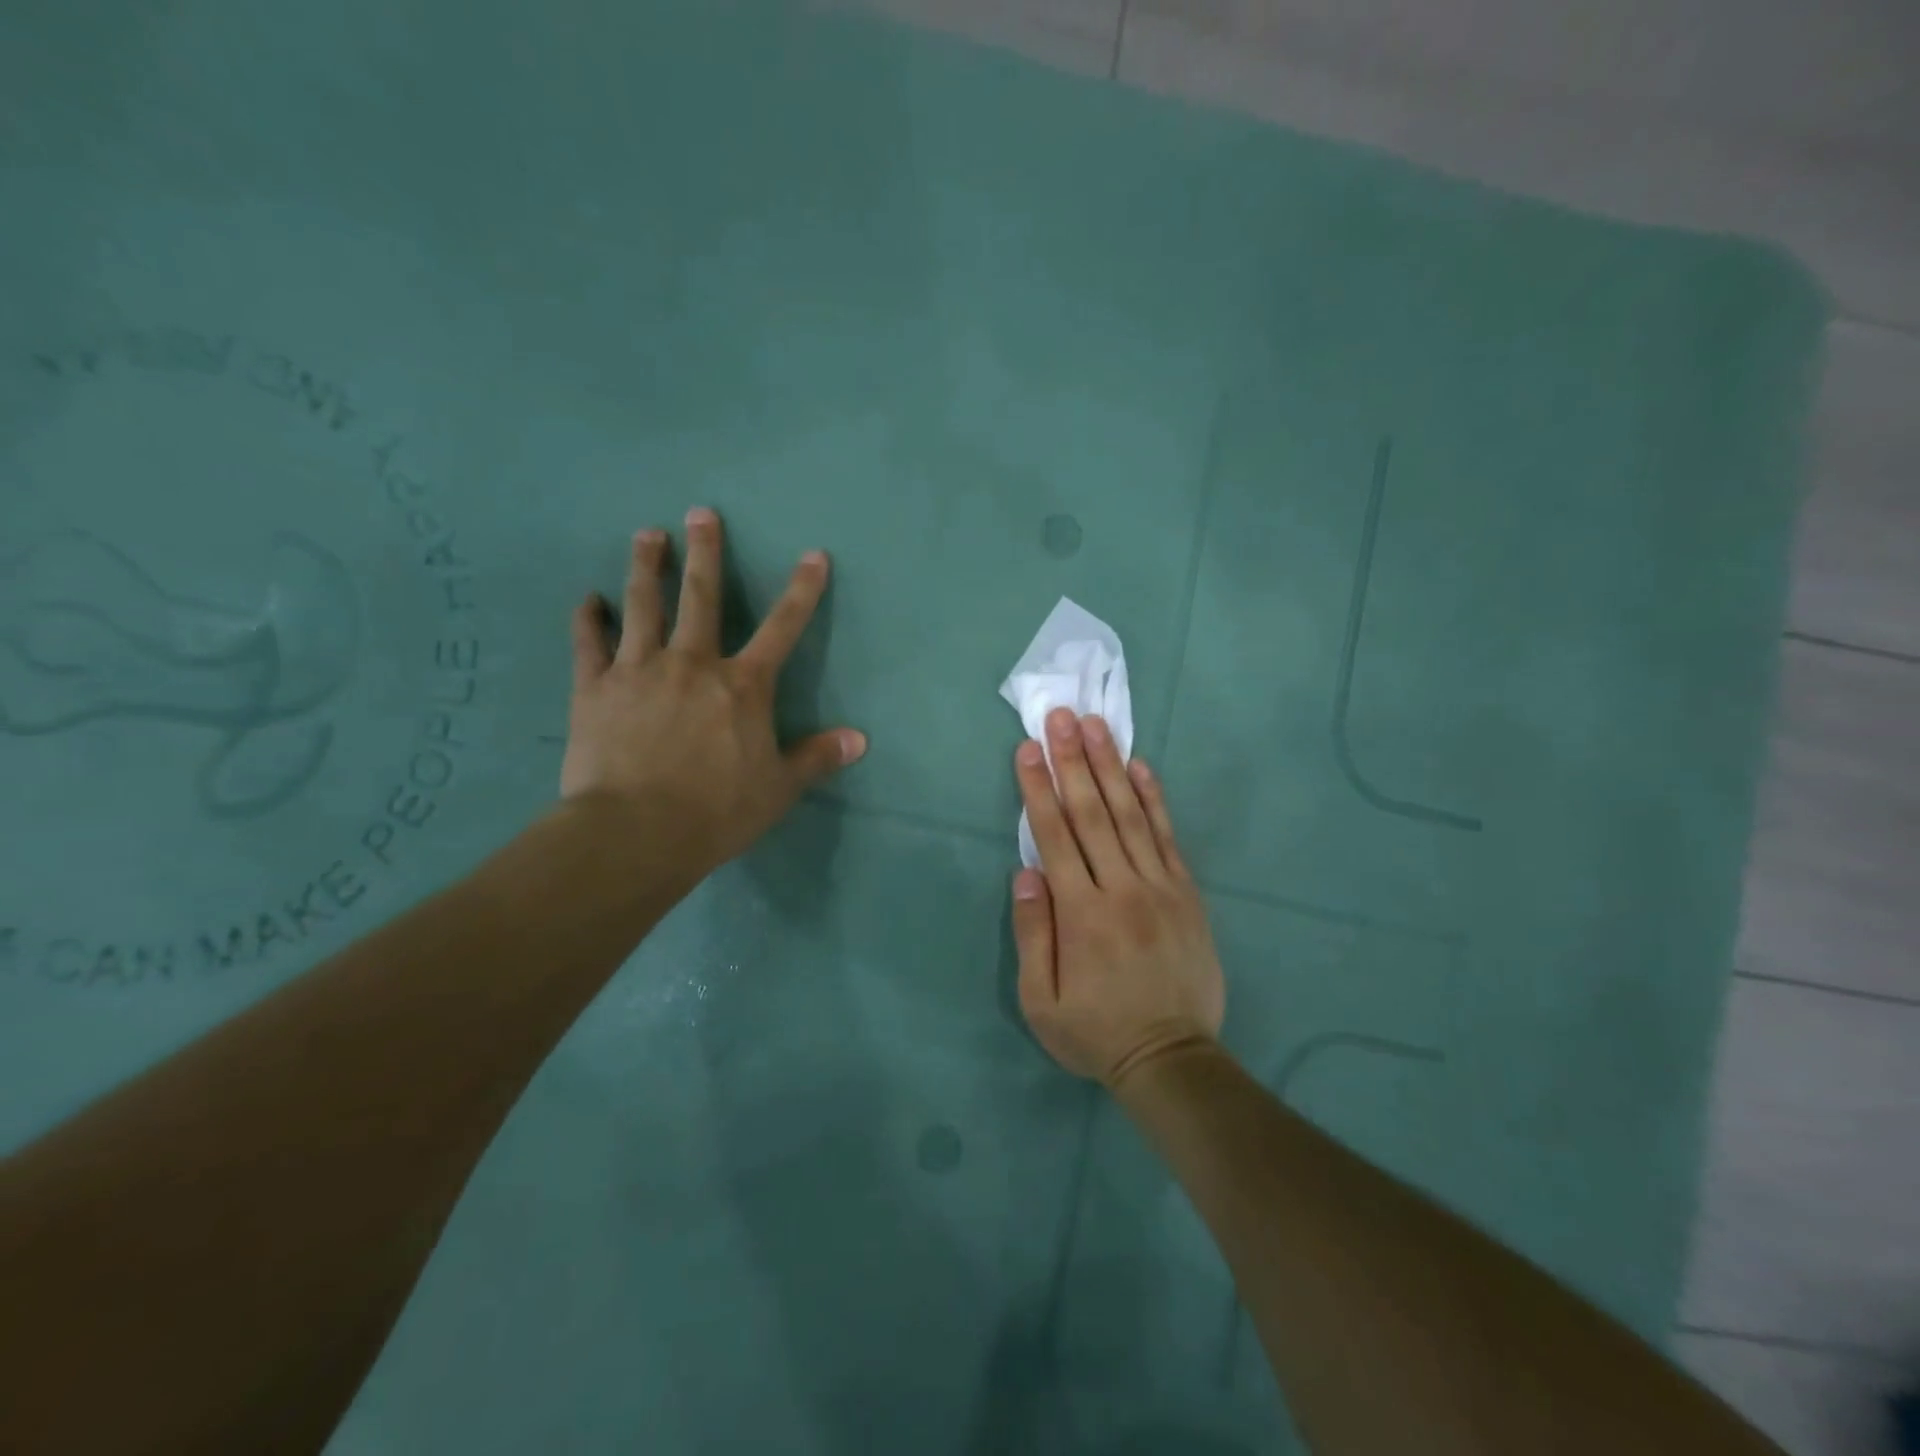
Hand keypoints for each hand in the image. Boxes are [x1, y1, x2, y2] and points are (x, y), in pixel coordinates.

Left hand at [560, 507, 865, 881]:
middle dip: (705, 553)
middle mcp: (692, 664)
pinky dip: (588, 619)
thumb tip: (860, 740)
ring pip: (643, 606)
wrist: (636, 832)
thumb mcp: (779, 788)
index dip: (802, 591)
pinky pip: (589, 644)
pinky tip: (588, 600)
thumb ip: (817, 757)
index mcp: (742, 686)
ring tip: (647, 535)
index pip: (782, 628)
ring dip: (647, 567)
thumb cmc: (717, 811)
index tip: (813, 555)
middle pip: (701, 597)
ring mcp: (639, 670)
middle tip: (700, 513)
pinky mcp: (595, 689)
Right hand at [1010, 708, 1225, 1087]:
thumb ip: (1032, 935)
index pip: (1054, 837)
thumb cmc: (1096, 1032)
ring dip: (1110, 766)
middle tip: (1061, 717)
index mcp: (1080, 914)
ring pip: (1130, 815)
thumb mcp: (1041, 1001)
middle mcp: (1121, 888)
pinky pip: (1168, 836)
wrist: (1172, 1059)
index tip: (1028, 749)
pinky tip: (1140, 767)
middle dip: (1072, 761)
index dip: (1039, 789)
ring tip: (1096, 726)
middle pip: (1092, 813)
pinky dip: (1153, 799)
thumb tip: (1026, 873)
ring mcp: (1159, 887)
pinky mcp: (1186, 893)